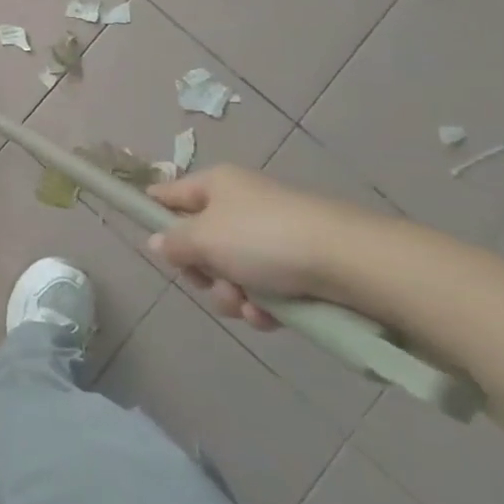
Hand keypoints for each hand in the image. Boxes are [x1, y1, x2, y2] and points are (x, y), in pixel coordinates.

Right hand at [147, 167, 377, 330]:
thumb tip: (158, 241)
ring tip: (249, 306)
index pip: (169, 194)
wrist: (352, 263)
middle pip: (200, 241)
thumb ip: (174, 242)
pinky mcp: (299, 267)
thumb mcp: (205, 238)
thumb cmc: (265, 239)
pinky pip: (264, 289)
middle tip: (212, 283)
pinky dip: (262, 306)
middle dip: (203, 272)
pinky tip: (270, 317)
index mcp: (216, 185)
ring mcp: (271, 236)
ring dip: (231, 295)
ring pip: (231, 271)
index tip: (151, 243)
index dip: (153, 214)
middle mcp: (241, 204)